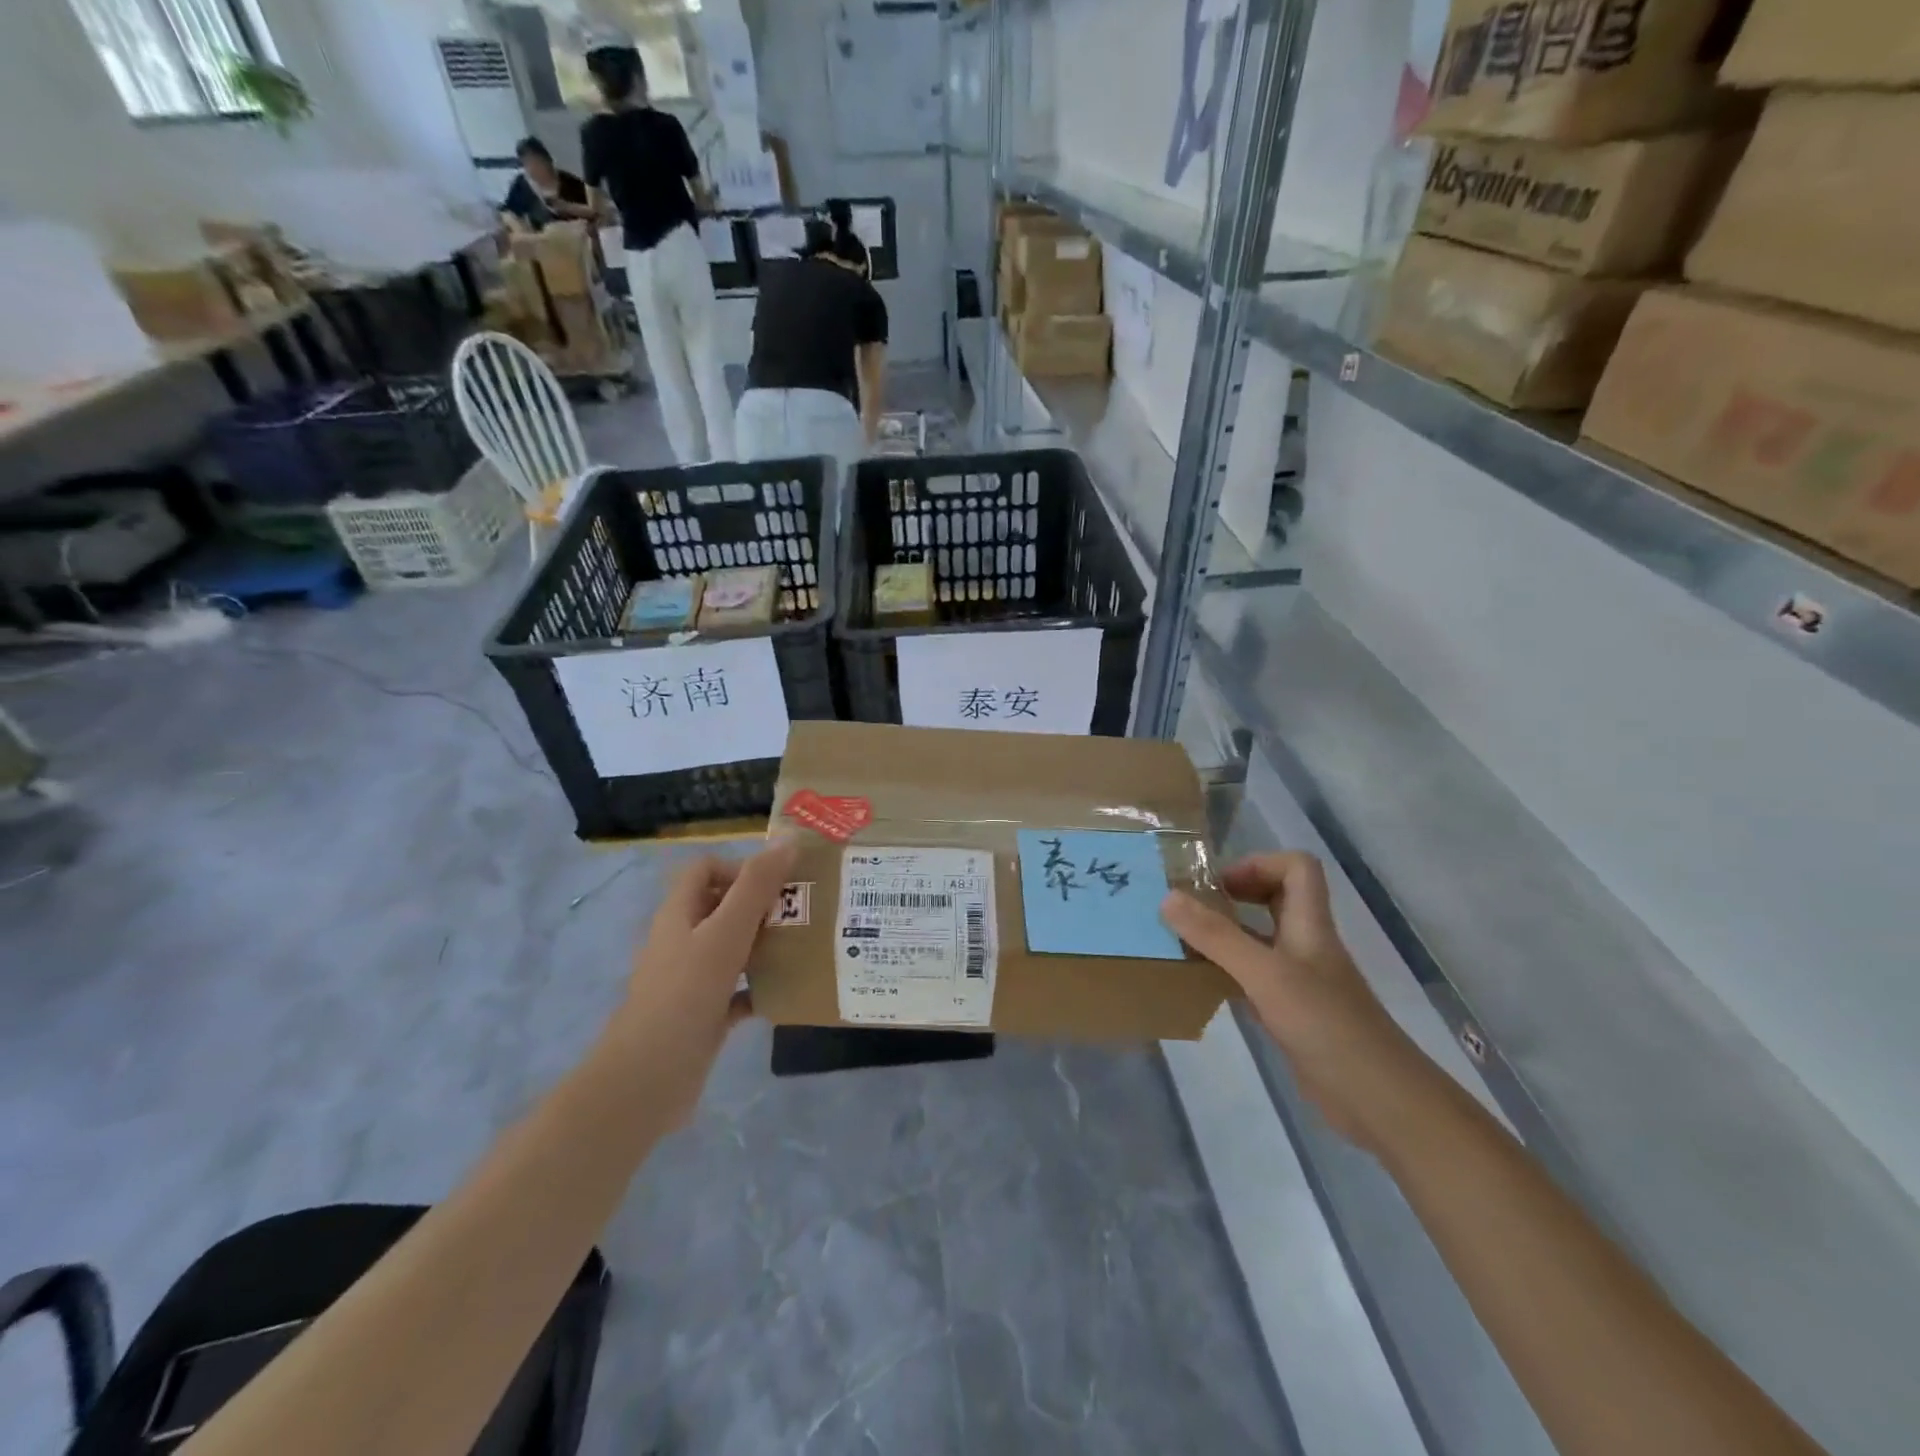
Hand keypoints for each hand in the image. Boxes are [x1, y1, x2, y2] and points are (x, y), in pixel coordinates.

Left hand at [602, 837, 797, 1126]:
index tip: (776, 884)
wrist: (647, 1079)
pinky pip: (738, 990)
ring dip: (765, 944)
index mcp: (679, 915)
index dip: (738, 867)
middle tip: (802, 912)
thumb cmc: (686, 994)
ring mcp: (691, 980)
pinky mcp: (703, 1014)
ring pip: (732, 949)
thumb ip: (756, 887)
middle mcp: (682, 941)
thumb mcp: (725, 933)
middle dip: (762, 905)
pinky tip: (788, 991)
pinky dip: (761, 987)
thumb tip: (788, 840)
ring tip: (805, 944)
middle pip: (722, 907)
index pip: (704, 870)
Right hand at [1161, 853, 1427, 1148]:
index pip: (1296, 868)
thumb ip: (1217, 936)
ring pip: (1259, 940)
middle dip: (1234, 896)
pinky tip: (1199, 985)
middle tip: (1192, 908)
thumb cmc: (1326, 1025)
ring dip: (1224, 936)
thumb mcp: (1266, 974)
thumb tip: (1168, 897)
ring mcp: (1300, 981)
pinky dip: (1226, 974)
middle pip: (1275, 899)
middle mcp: (1305, 945)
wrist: (1378, 1101)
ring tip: (1183, 942)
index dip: (1258, 864)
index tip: (1218, 885)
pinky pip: (1253, 979)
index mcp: (1309, 924)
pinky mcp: (1291, 1014)